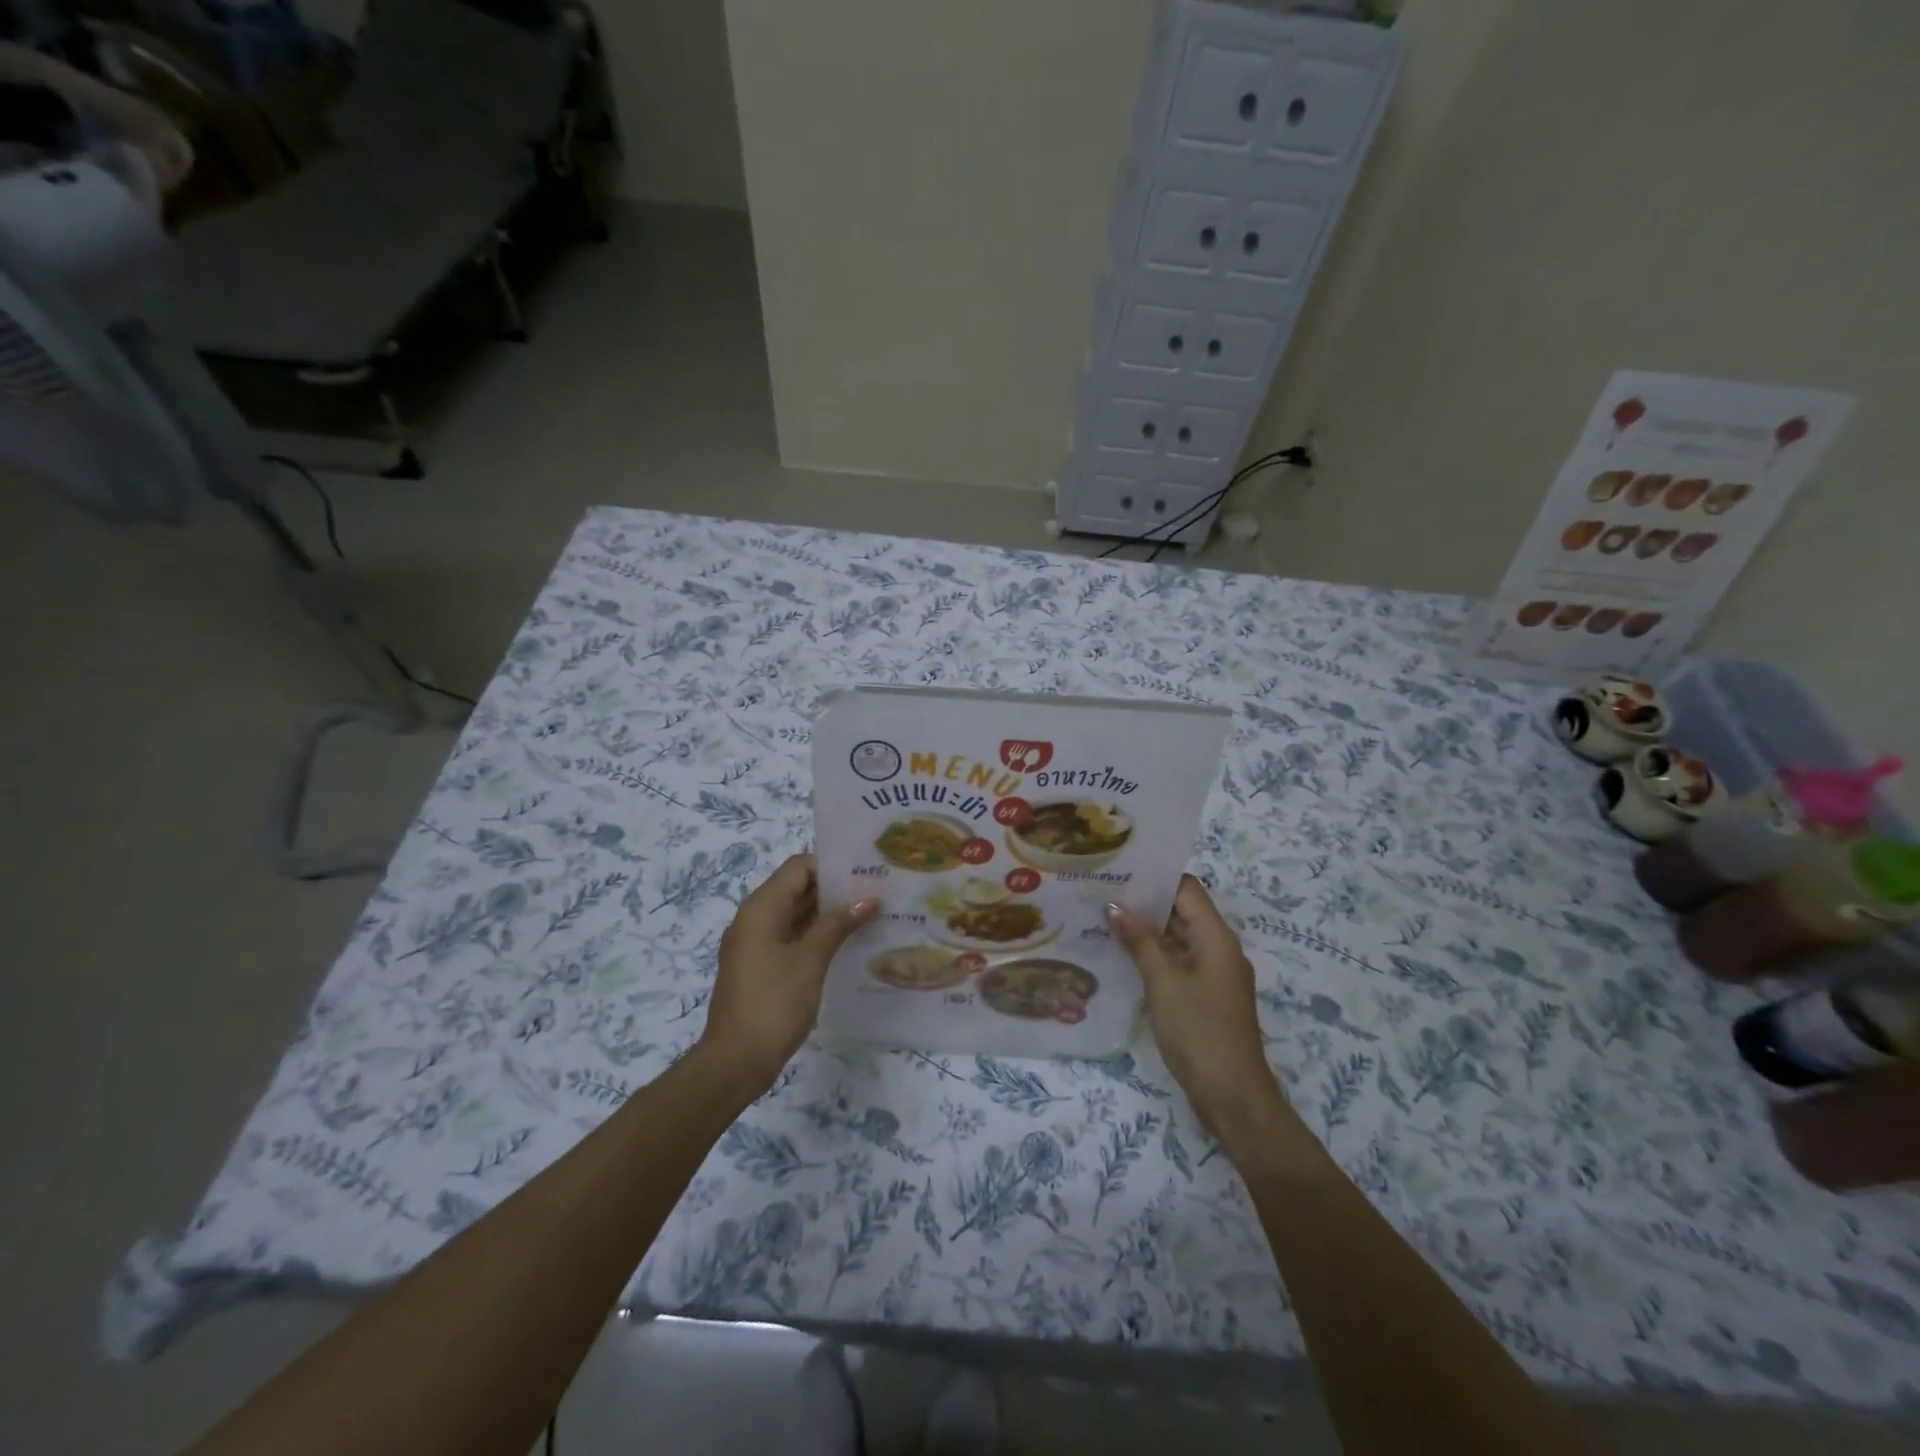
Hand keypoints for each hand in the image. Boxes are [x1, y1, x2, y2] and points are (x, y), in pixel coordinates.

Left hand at [700, 855, 876, 1088]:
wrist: (735, 1062)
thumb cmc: (774, 1003)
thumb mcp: (810, 959)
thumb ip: (838, 924)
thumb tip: (867, 900)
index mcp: (761, 908)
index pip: (799, 867)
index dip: (831, 865)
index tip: (866, 871)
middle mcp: (754, 919)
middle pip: (797, 888)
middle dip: (834, 889)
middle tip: (876, 891)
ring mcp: (755, 944)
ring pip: (795, 914)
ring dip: (828, 914)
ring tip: (870, 914)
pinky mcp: (760, 967)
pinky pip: (790, 938)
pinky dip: (816, 935)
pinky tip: (847, 944)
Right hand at [1108, 876, 1288, 1135]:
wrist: (1232, 1095)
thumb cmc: (1198, 1031)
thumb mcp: (1162, 982)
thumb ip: (1139, 941)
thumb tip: (1114, 905)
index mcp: (1216, 937)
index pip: (1186, 888)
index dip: (1155, 877)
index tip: (1119, 870)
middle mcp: (1219, 948)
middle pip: (1183, 911)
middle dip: (1145, 902)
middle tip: (1102, 892)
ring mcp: (1215, 973)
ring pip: (1179, 938)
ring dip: (1147, 930)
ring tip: (1104, 919)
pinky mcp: (1207, 995)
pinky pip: (1179, 961)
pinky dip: (1155, 955)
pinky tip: (1123, 956)